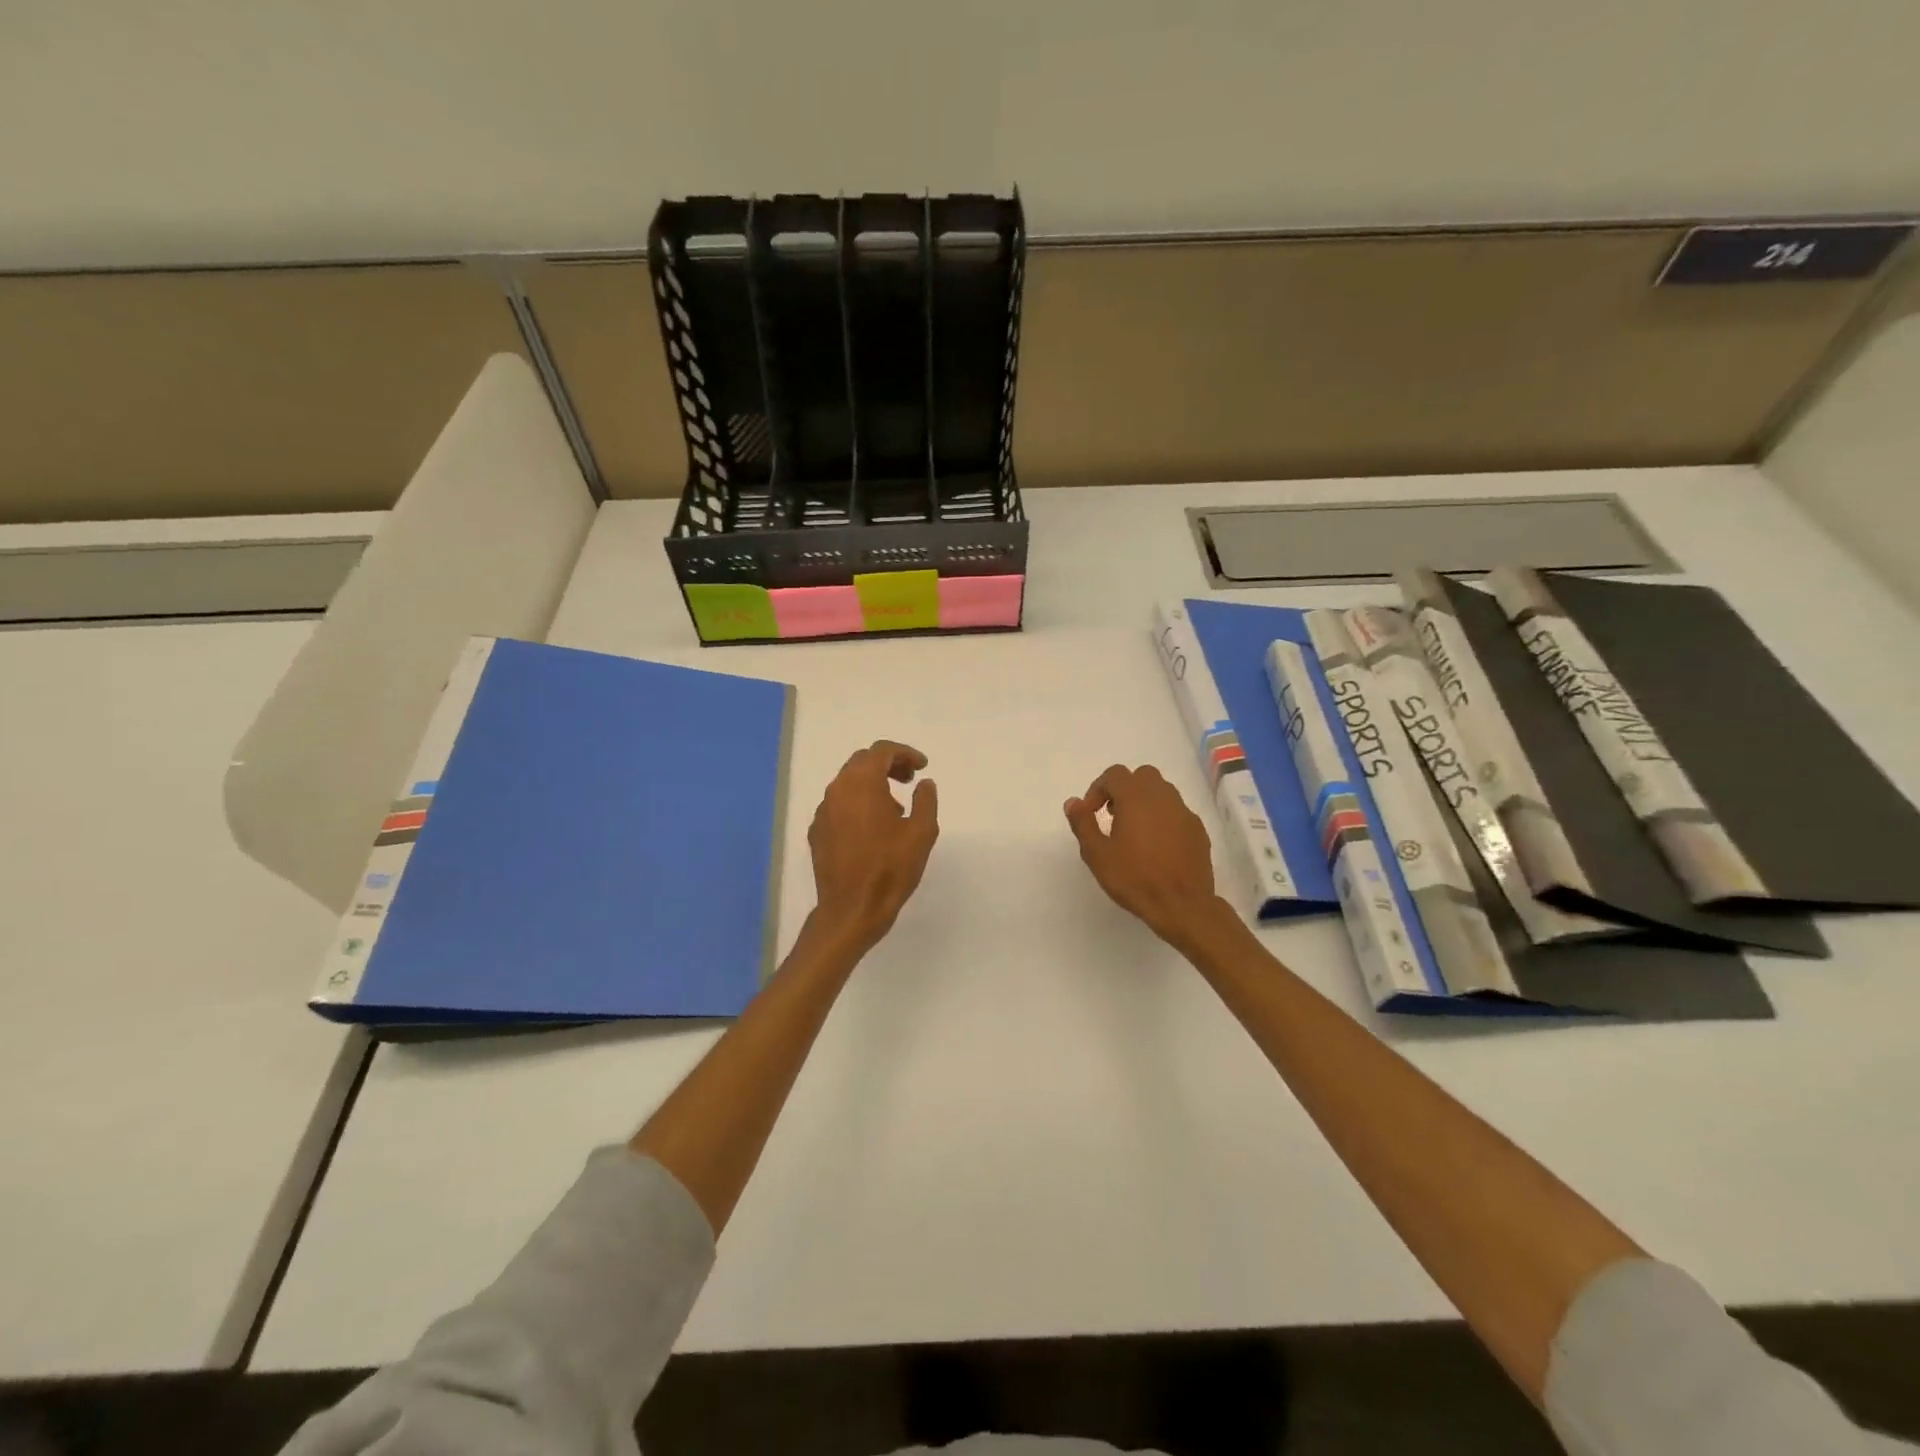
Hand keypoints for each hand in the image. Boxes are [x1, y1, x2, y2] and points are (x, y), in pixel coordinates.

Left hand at [808, 740, 939, 951]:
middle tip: (909, 780)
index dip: (905, 753)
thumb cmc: (890, 868)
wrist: (852, 909)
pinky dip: (857, 804)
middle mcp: (837, 790)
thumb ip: (925, 800)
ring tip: (895, 807)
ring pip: (847, 783)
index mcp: (862, 784)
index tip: (922, 767)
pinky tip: (872, 827)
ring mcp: (823, 811)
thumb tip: (924, 783)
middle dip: (888, 765)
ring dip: (872, 784)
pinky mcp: (817, 831)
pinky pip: (838, 805)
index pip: (881, 751)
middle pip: (861, 762)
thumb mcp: (922, 832)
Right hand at [1064, 764, 1231, 947]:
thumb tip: (1073, 802)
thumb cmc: (1134, 878)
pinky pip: (1176, 812)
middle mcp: (1163, 797)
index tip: (1090, 813)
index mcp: (1136, 798)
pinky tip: (1156, 845)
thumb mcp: (1097, 854)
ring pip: (1162, 791)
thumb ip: (1083, 823)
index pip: (1114, 774)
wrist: (1182, 906)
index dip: (1097, 790)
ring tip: (1134, 831)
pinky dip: (1163, 818)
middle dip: (1124, 790)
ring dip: (1144, 802)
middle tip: (1113, 816)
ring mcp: (1184, 812)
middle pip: (1142, 776)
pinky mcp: (1198, 830)